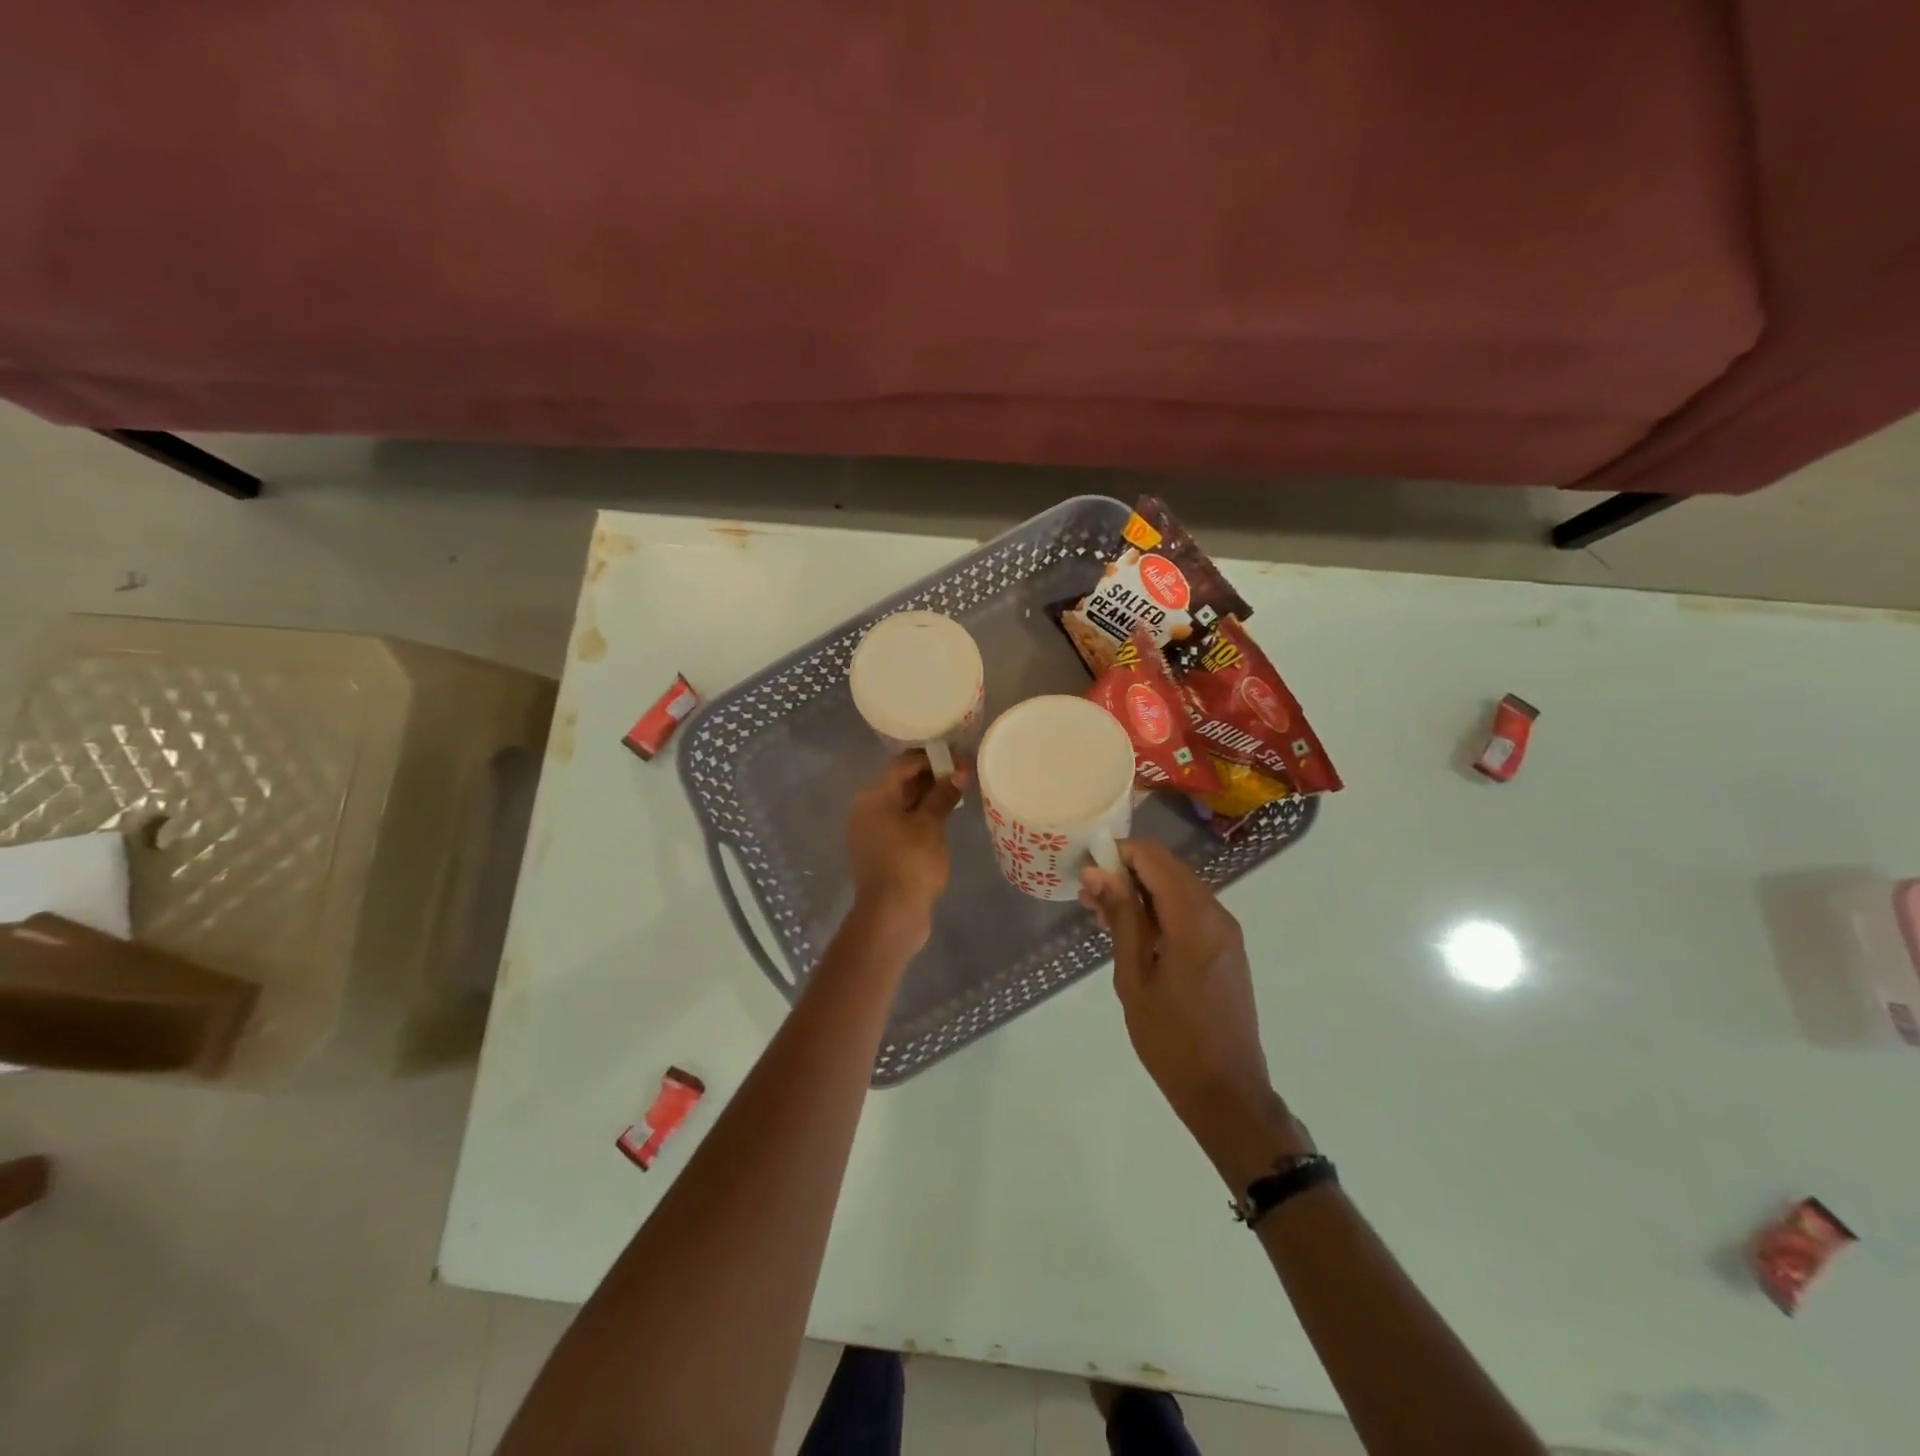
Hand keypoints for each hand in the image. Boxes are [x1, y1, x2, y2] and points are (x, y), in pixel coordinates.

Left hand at [845, 751, 968, 946]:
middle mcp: (866, 808)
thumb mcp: (931, 825)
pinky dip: (919, 817)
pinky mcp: (878, 851)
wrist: (890, 914)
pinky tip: (942, 821)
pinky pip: (900, 824)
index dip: (934, 758)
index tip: (961, 759)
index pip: (904, 764)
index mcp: (874, 795)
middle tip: (964, 777)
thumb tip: (959, 772)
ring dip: (928, 798)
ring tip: (957, 797)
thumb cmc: (910, 862)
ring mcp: (870, 832)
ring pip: (902, 805)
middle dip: (932, 777)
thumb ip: (943, 794)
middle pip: (901, 783)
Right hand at [1080, 840, 1311, 1187]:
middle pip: (1168, 869)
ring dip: (1142, 893)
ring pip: (1179, 889)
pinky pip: (1190, 911)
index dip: (1119, 853)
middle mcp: (1217, 914)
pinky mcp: (1227, 949)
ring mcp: (1226, 932)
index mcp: (1194, 919)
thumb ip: (1121, 917)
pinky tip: (1133, 933)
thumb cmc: (1171, 1039)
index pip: (1154, 858)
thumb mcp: (1134, 977)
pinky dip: (1161, 911)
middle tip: (1088, 896)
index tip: (1087, 870)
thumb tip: (1097, 871)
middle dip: (1127, 873)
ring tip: (1102, 916)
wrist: (1226, 1092)